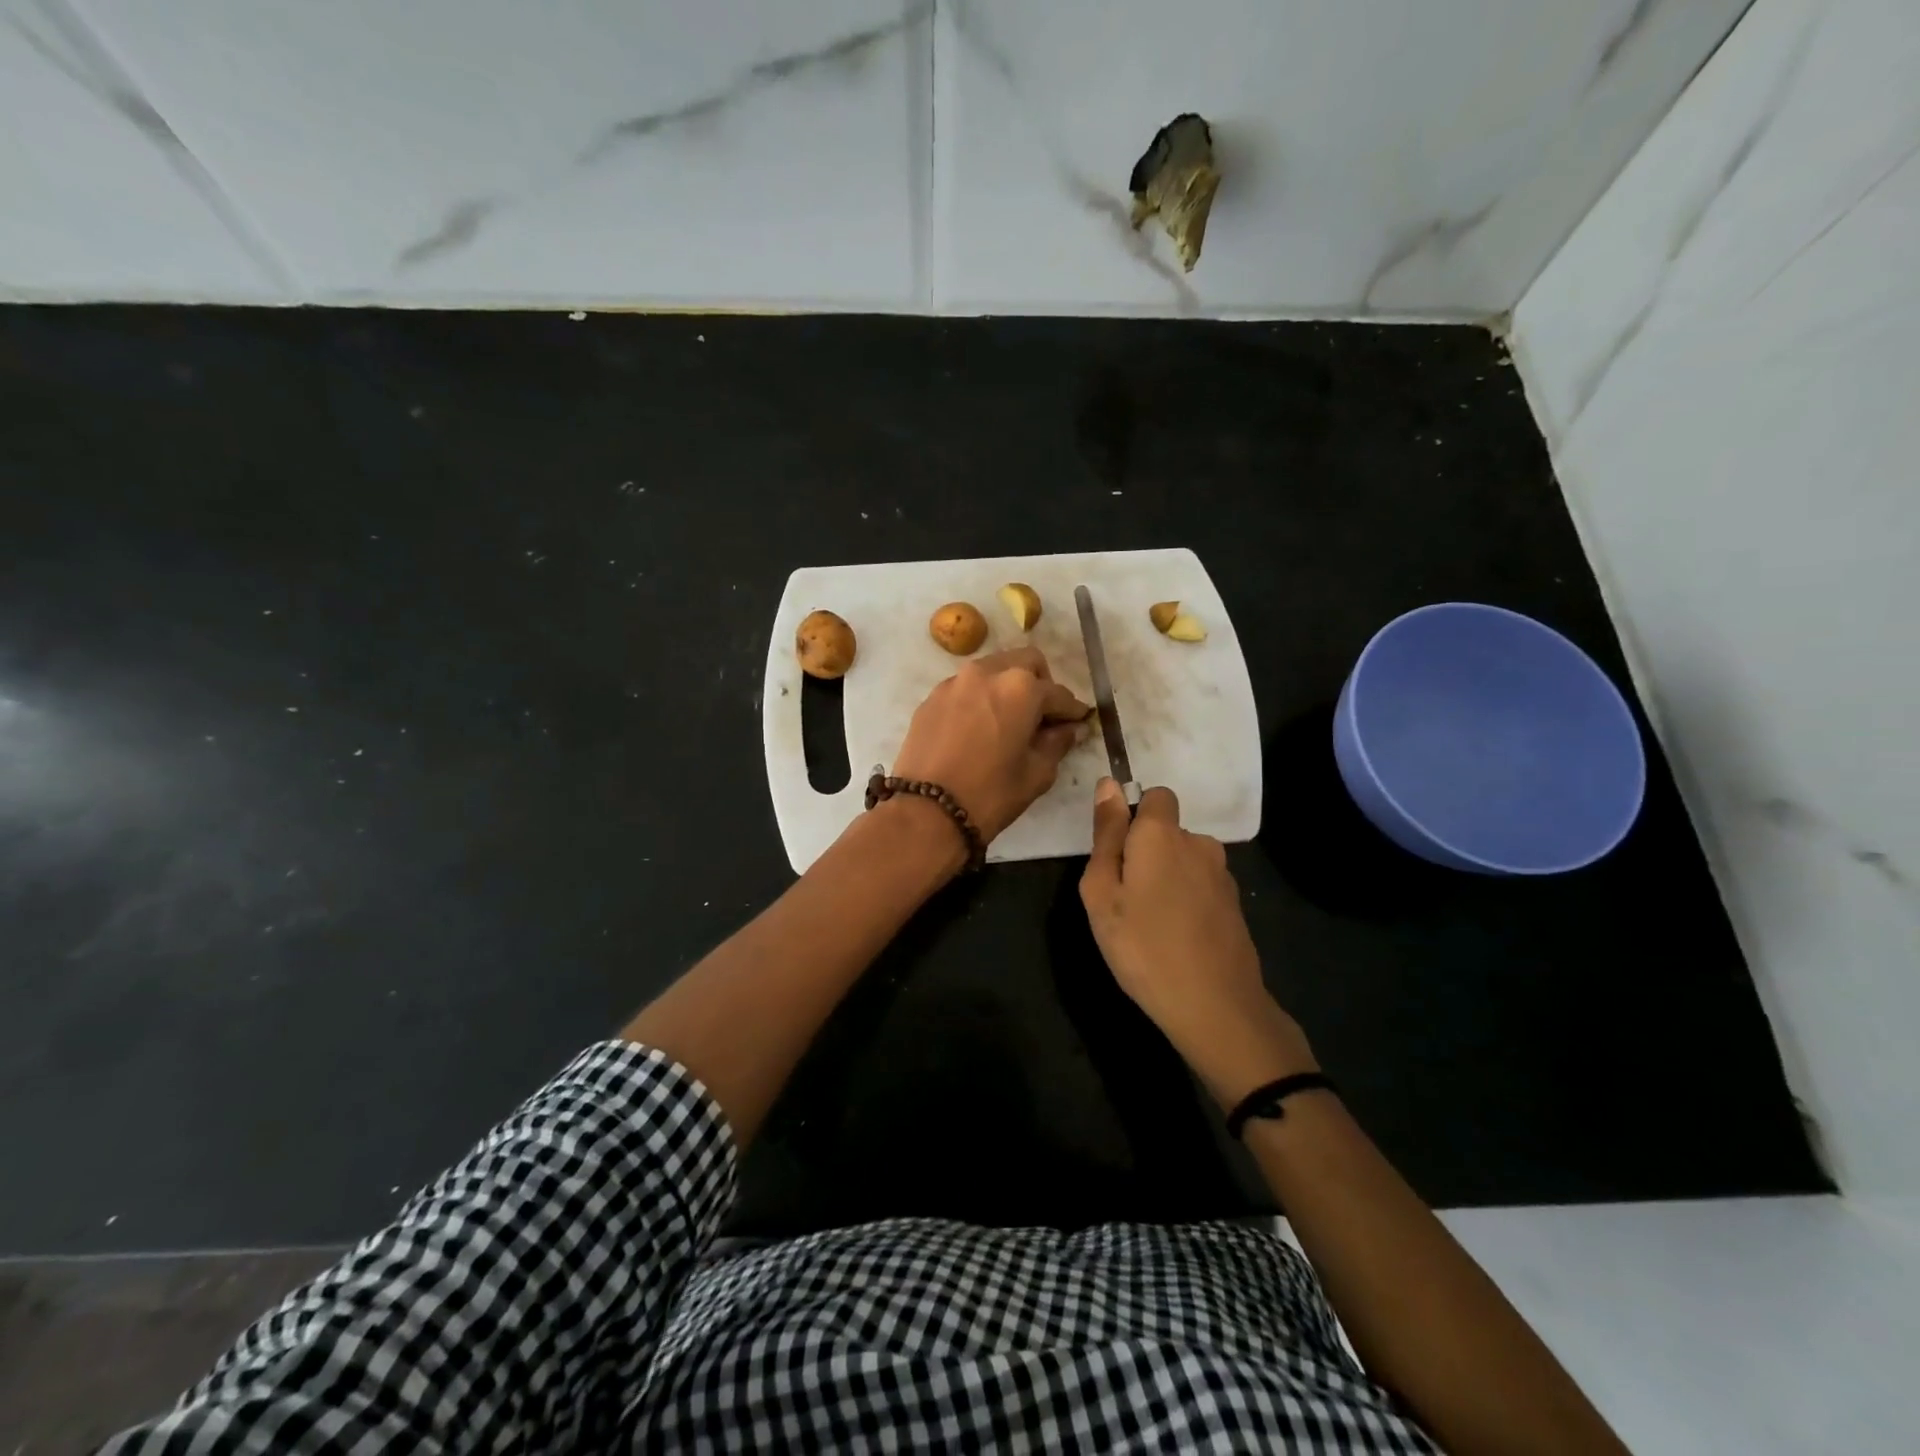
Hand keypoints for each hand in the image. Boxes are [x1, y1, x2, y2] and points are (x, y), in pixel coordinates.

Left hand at [891, 647, 1090, 842]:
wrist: (925, 811)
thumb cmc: (990, 794)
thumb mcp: (1036, 773)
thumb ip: (1057, 743)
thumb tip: (1068, 729)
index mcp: (1021, 688)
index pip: (1058, 693)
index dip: (1072, 710)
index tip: (1078, 722)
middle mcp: (987, 672)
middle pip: (1025, 663)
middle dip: (1040, 684)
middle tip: (1042, 716)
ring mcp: (954, 682)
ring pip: (992, 670)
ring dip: (1007, 687)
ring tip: (1009, 720)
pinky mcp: (931, 698)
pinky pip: (965, 688)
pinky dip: (980, 699)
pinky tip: (978, 728)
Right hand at [1080, 780, 1316, 1102]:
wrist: (1214, 1005)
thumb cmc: (1142, 945)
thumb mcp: (1102, 891)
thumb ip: (1106, 834)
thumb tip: (1108, 784)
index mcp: (1162, 834)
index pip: (1155, 795)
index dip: (1134, 816)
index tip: (1117, 854)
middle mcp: (1198, 843)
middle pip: (1167, 832)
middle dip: (1145, 853)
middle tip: (1124, 900)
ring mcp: (1222, 874)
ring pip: (1184, 860)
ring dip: (1166, 878)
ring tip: (1149, 923)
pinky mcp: (1234, 903)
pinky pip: (1200, 886)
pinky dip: (1186, 901)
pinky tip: (1176, 938)